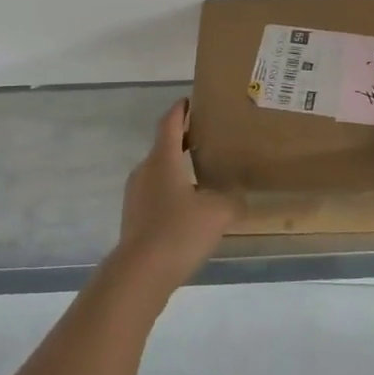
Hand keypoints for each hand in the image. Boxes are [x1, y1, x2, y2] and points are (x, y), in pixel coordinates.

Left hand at [113, 99, 240, 298]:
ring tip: (202, 173)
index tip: (193, 100)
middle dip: (183, 139)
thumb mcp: (218, 212)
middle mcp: (145, 170)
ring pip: (159, 171)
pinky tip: (189, 208)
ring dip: (178, 167)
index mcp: (162, 158)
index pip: (170, 121)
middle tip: (208, 138)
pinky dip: (172, 191)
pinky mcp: (134, 217)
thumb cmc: (178, 231)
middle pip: (163, 145)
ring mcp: (135, 195)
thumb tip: (240, 196)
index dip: (181, 109)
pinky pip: (155, 194)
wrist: (140, 274)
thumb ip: (233, 199)